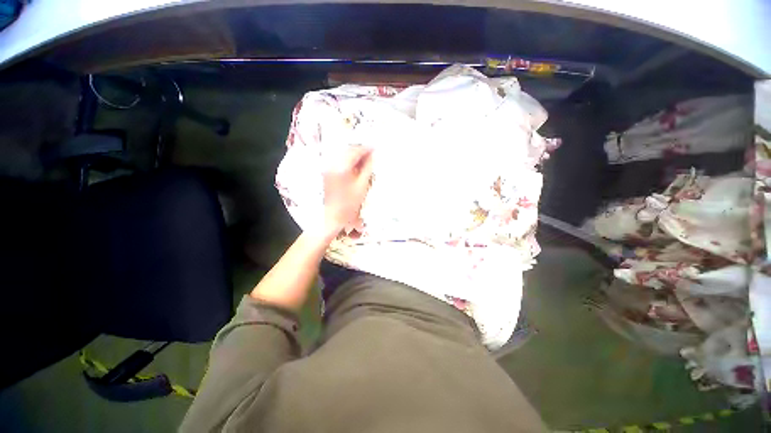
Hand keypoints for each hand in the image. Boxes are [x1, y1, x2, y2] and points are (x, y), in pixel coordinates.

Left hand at [321, 146, 372, 236]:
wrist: (334, 216)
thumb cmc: (349, 204)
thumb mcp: (362, 186)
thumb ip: (368, 168)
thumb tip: (372, 156)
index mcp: (341, 167)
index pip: (354, 151)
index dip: (366, 148)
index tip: (374, 148)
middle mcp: (332, 165)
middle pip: (347, 151)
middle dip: (360, 150)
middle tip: (371, 153)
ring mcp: (328, 169)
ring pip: (343, 156)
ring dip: (354, 155)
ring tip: (365, 160)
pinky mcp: (327, 173)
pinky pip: (339, 162)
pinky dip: (348, 161)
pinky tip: (356, 166)